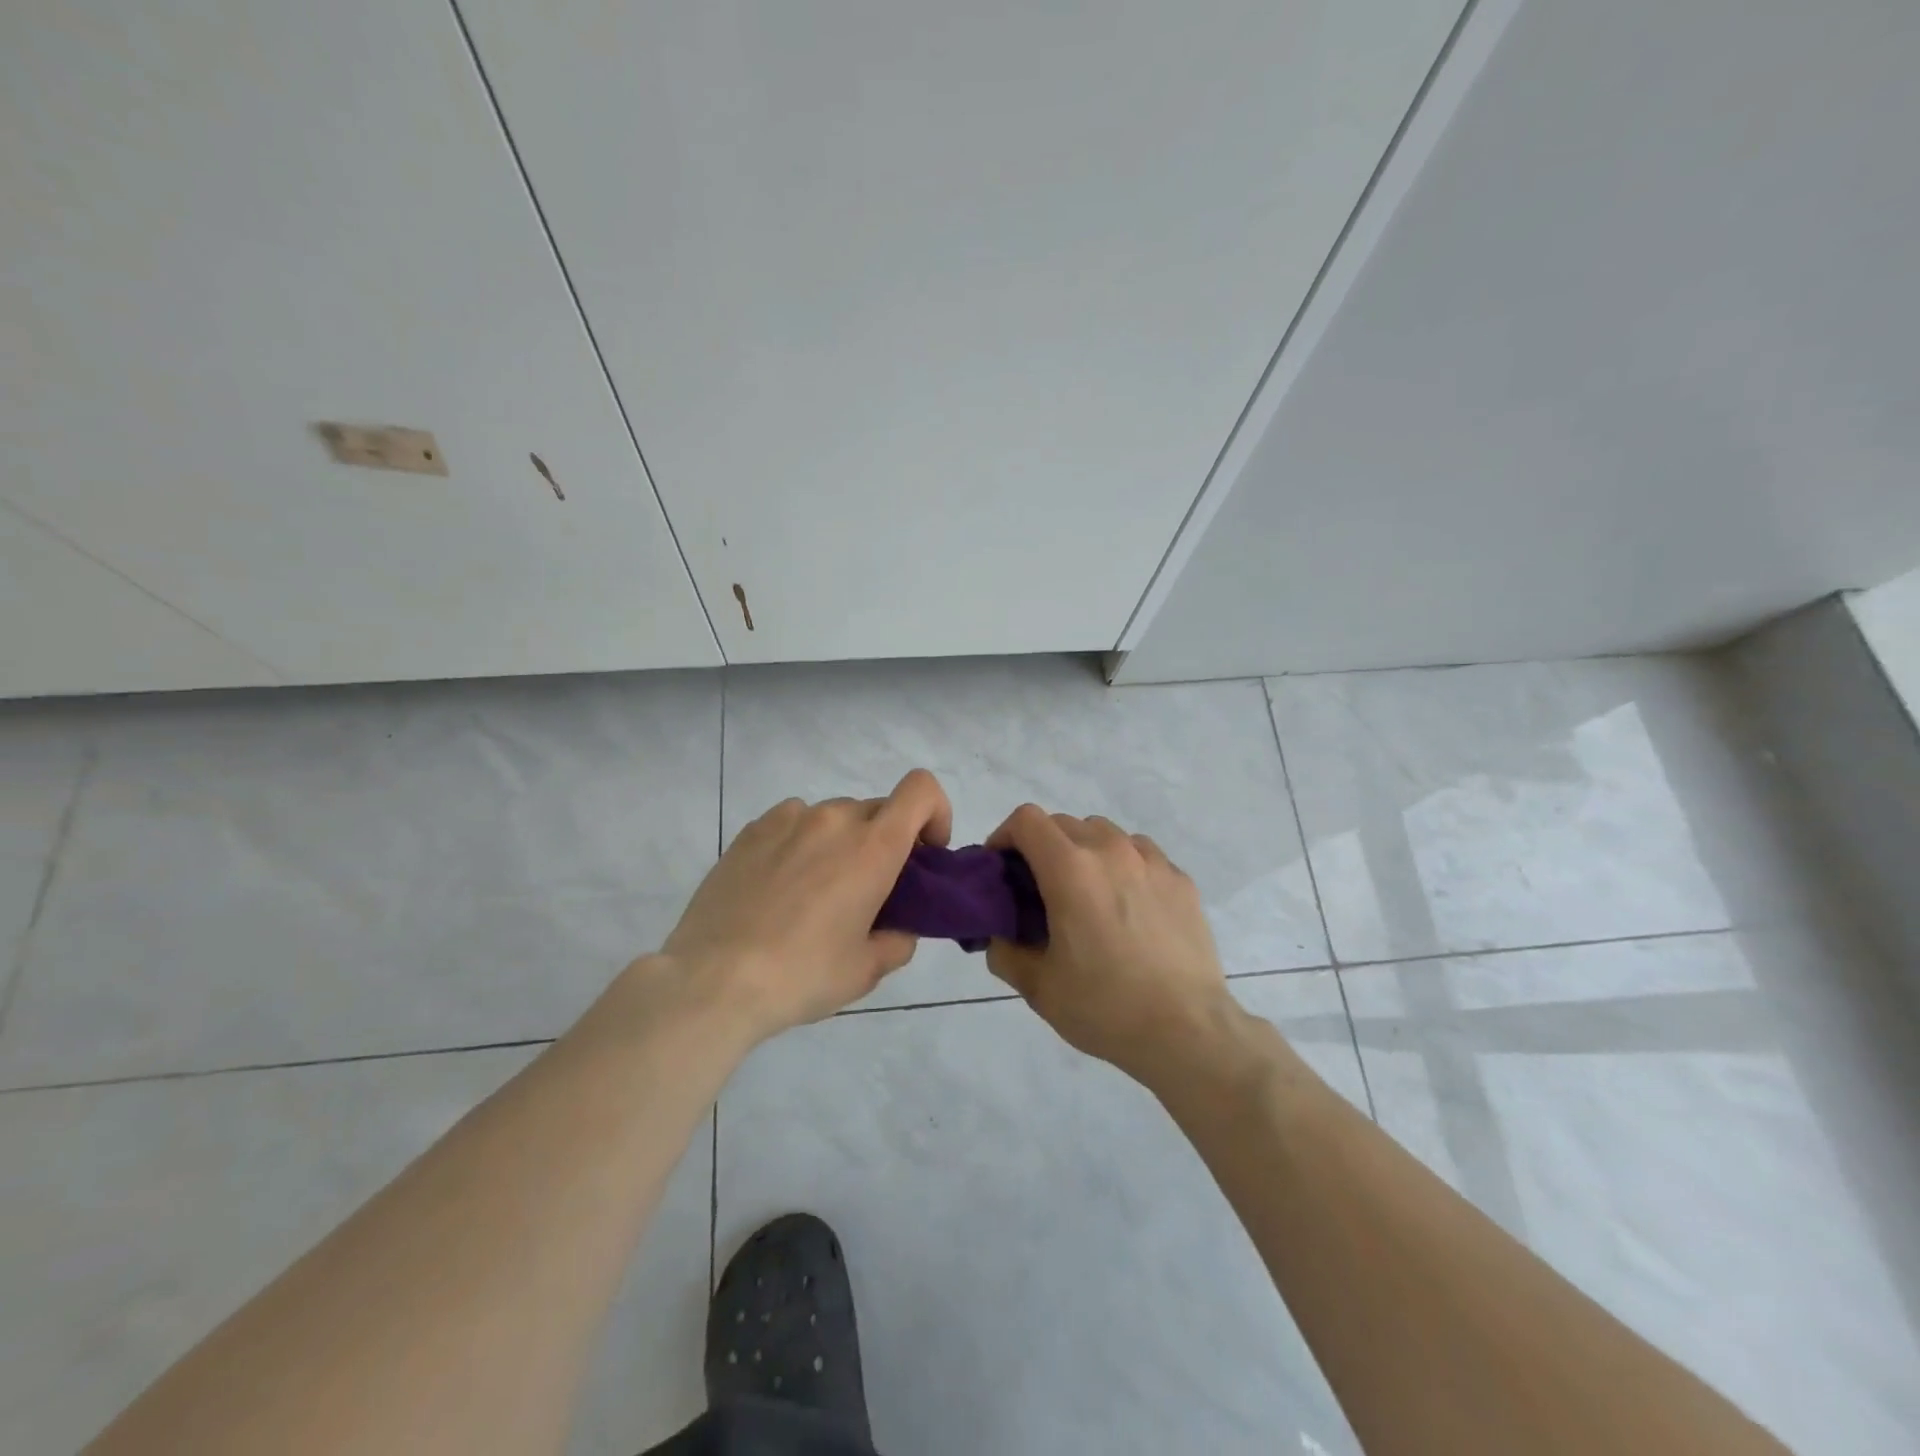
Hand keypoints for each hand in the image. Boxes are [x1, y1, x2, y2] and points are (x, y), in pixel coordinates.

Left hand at [660, 768, 952, 1043]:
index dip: (935, 813)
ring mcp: (788, 819)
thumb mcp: (867, 970)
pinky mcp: (751, 830)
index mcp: (873, 846)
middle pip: (878, 810)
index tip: (925, 855)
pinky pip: (793, 822)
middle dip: (886, 842)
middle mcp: (834, 819)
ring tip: (816, 892)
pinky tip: (781, 886)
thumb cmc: (802, 975)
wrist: (713, 981)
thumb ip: (899, 939)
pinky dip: (802, 842)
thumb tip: (898, 927)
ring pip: (834, 817)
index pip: (921, 790)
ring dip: (842, 842)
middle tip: (869, 891)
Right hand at [984, 805, 1238, 1085]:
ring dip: (1084, 852)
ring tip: (1087, 895)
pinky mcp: (1180, 879)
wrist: (1188, 1032)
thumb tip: (1000, 935)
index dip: (1005, 836)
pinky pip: (1140, 854)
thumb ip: (1005, 952)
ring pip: (1104, 833)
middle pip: (1063, 823)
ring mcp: (1151, 861)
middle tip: (1039, 890)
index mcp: (1070, 870)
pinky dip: (1122, 865)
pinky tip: (1127, 907)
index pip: (1027, 820)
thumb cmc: (1105, 1007)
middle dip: (1041, 847)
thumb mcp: (1038, 988)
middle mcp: (1111, 851)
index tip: (1003, 869)